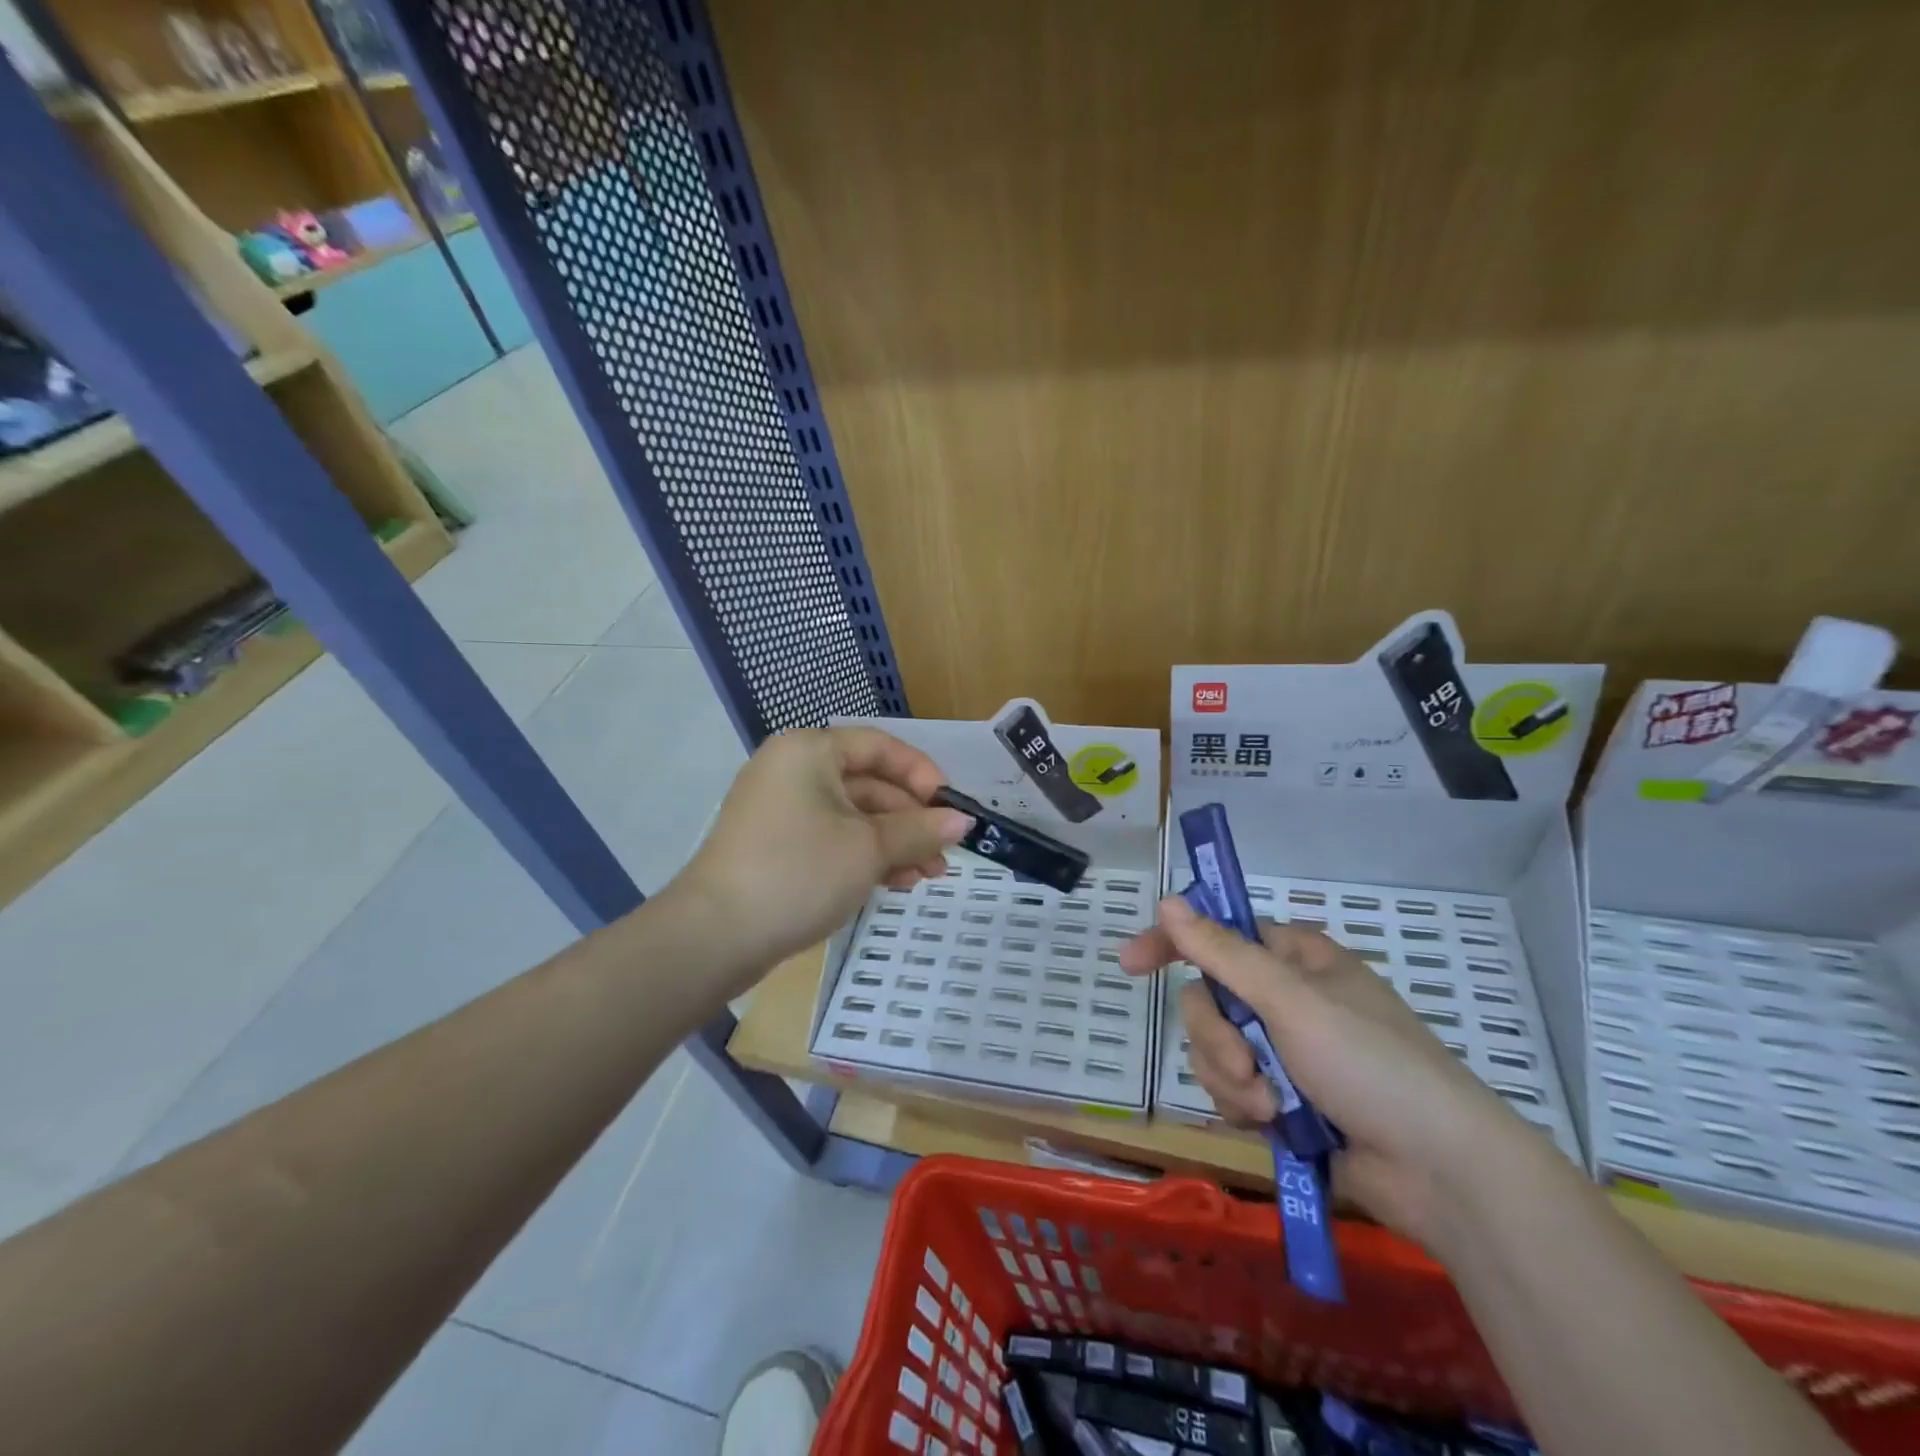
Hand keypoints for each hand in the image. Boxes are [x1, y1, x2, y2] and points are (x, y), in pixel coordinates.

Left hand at [669, 727, 971, 988]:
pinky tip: (895, 884)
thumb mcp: (869, 849)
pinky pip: (831, 839)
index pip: (879, 746)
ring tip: (928, 877)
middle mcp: (792, 770)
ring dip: (893, 844)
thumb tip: (962, 821)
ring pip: (852, 817)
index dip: (921, 773)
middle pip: (868, 784)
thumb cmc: (799, 872)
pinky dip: (864, 857)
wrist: (714, 935)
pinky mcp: (775, 846)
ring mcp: (780, 810)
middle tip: (945, 854)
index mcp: (810, 751)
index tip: (950, 806)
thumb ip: (920, 830)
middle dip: (911, 820)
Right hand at [1121, 896, 1514, 1247]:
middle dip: (1217, 1038)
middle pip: (1207, 999)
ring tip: (1273, 1107)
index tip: (1130, 964)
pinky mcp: (1282, 1097)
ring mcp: (1283, 1050)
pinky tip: (1275, 1124)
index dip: (1172, 943)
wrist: (1440, 1172)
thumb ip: (1223, 954)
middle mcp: (1284, 997)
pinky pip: (1231, 1088)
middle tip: (1246, 1066)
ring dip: (1233, 1080)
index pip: (1217, 935)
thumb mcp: (1292, 1001)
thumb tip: (1168, 901)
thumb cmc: (1372, 1065)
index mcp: (1294, 958)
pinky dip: (1245, 1106)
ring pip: (1213, 1048)